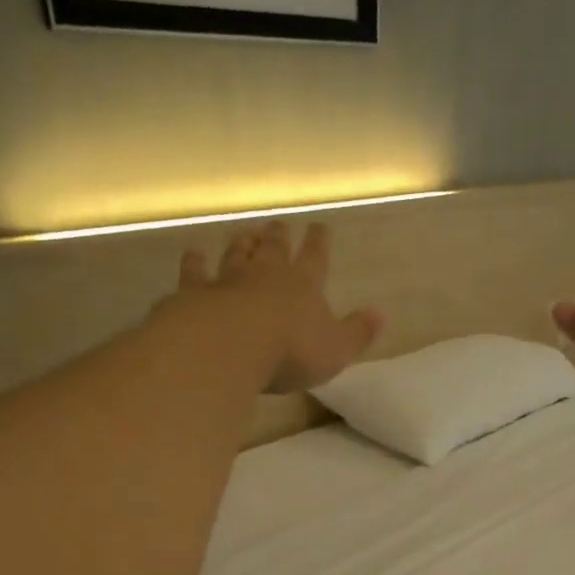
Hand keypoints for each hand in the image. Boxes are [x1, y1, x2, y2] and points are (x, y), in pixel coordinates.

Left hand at [179, 220, 386, 394]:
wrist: (228, 346)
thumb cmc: (291, 350)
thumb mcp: (336, 348)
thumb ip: (358, 331)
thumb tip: (381, 313)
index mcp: (304, 285)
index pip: (315, 257)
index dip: (319, 242)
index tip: (320, 226)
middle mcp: (266, 274)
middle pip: (274, 249)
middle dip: (280, 236)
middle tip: (280, 224)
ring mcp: (227, 280)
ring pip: (237, 254)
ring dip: (243, 243)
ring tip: (246, 232)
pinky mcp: (194, 293)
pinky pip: (195, 273)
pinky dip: (195, 262)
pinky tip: (193, 253)